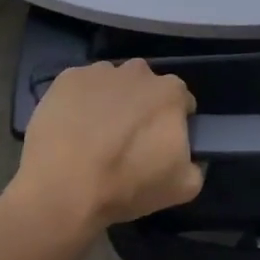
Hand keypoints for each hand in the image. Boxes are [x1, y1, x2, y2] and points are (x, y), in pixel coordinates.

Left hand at [15, 60, 203, 226]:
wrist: (62, 187)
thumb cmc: (127, 184)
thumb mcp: (182, 188)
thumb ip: (196, 165)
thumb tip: (191, 157)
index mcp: (170, 92)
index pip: (182, 102)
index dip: (174, 123)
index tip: (161, 144)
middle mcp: (138, 71)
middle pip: (146, 87)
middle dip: (142, 108)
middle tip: (128, 142)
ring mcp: (100, 71)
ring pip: (113, 84)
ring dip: (110, 102)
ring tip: (95, 137)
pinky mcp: (66, 78)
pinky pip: (81, 88)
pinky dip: (80, 102)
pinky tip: (71, 130)